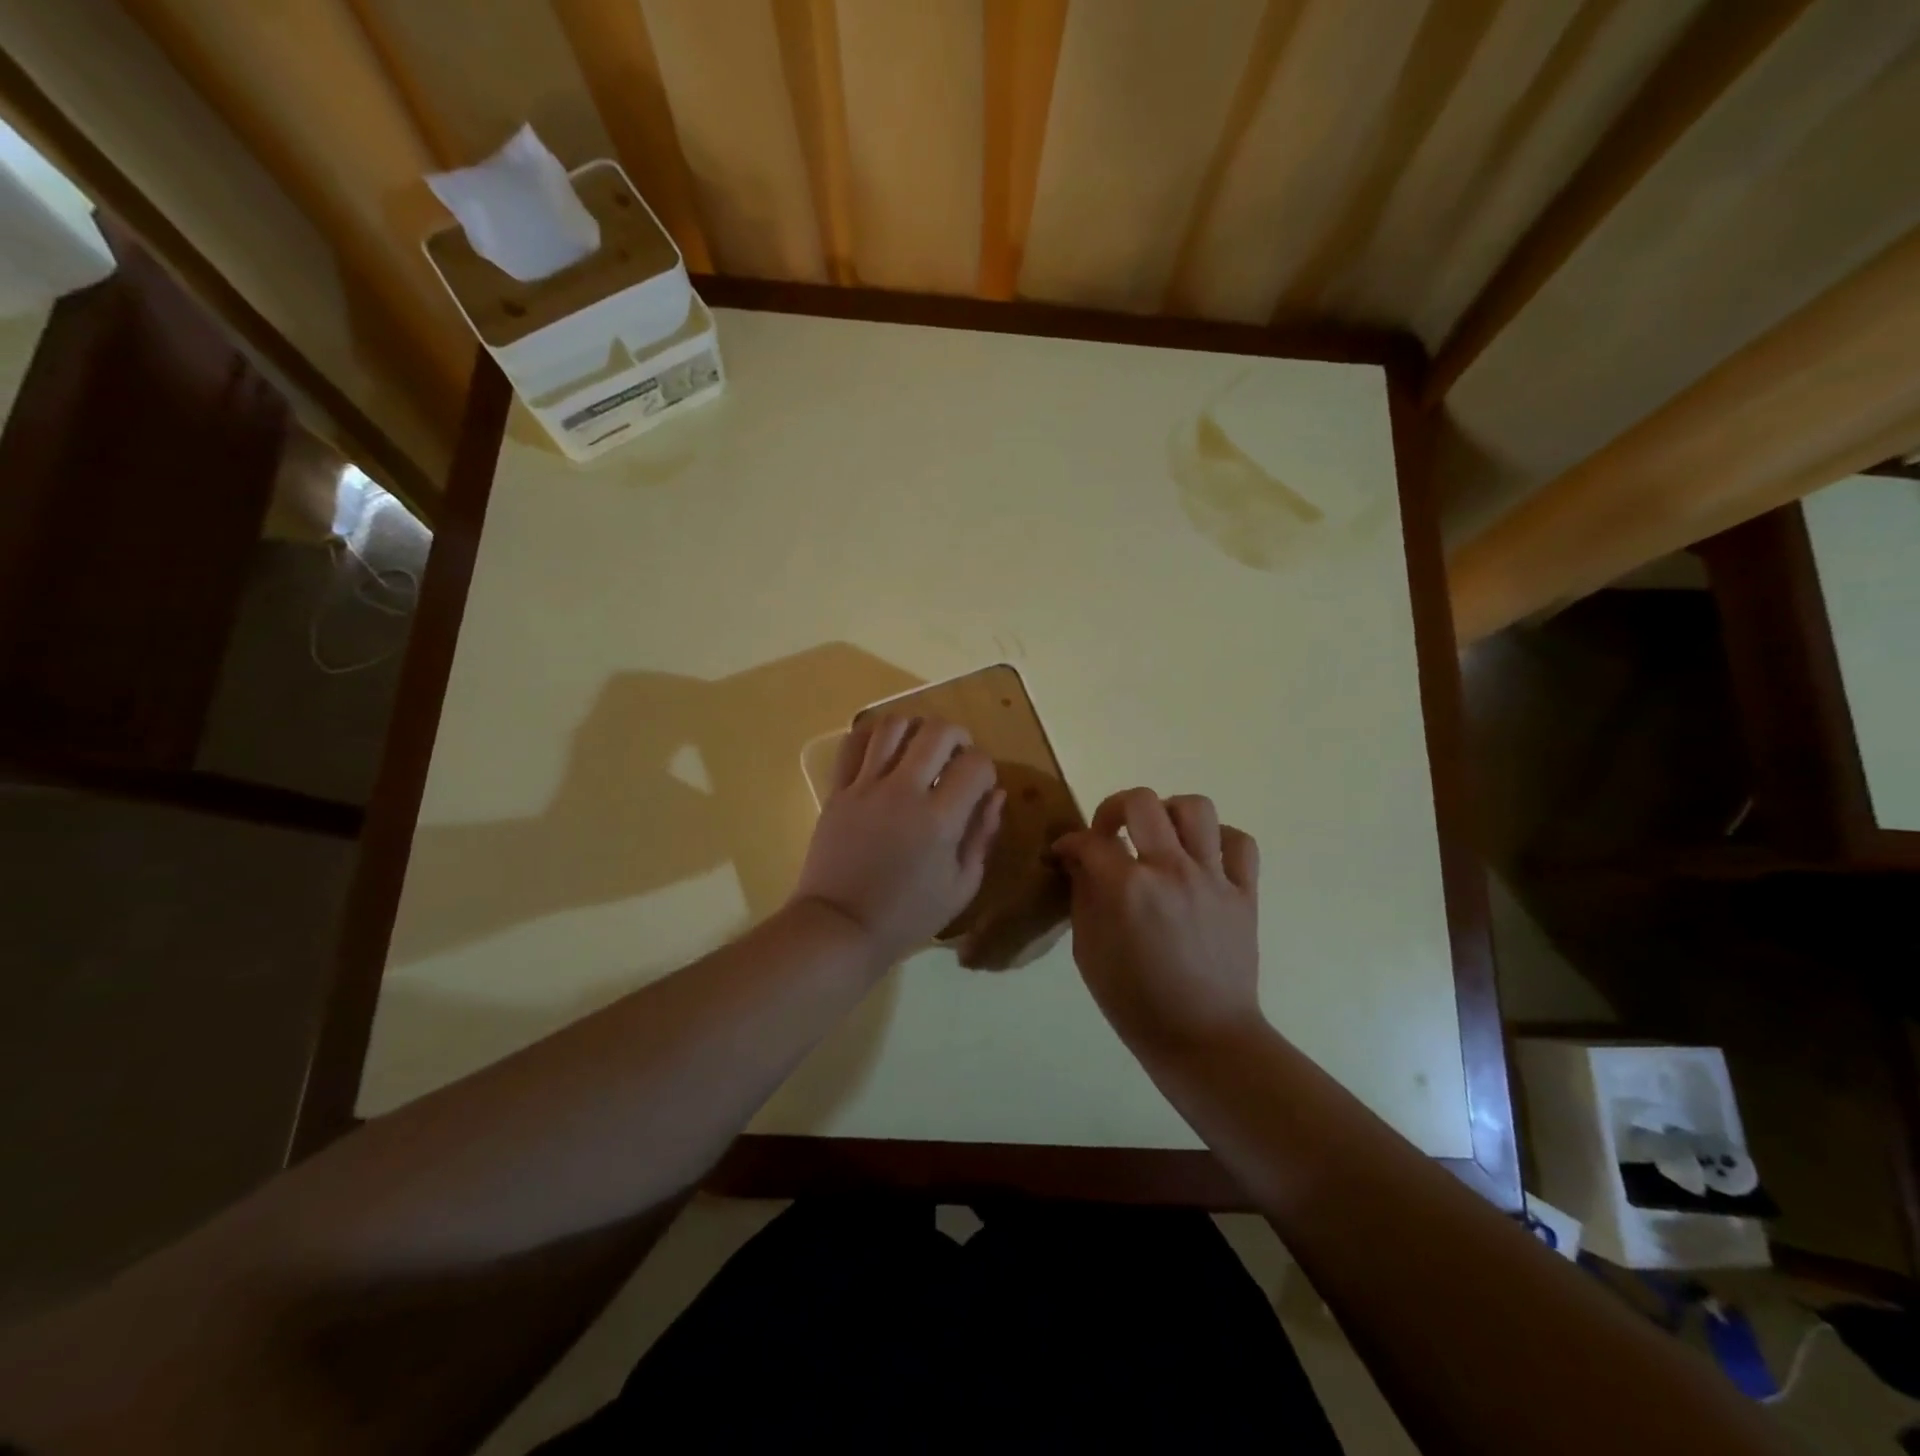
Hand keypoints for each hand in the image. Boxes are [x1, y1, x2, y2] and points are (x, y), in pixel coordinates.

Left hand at [791, 715, 1005, 968]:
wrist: (841, 927)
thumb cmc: (908, 915)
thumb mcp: (961, 886)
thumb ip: (982, 835)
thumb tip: (996, 794)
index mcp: (939, 819)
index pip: (976, 764)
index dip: (986, 768)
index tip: (981, 785)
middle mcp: (903, 792)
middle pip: (937, 731)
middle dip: (958, 735)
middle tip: (957, 754)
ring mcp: (865, 787)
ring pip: (893, 726)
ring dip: (915, 728)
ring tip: (919, 747)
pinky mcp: (837, 790)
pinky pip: (854, 744)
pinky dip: (872, 736)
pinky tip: (883, 750)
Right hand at [1053, 790, 1262, 1054]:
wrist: (1204, 1038)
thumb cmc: (1135, 1002)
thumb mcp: (1088, 951)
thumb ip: (1082, 896)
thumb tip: (1078, 861)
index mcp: (1126, 888)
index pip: (1089, 841)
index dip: (1068, 843)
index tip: (1064, 853)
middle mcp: (1170, 870)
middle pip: (1141, 801)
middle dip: (1113, 808)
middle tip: (1110, 833)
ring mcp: (1212, 878)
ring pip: (1195, 808)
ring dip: (1169, 813)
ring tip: (1160, 837)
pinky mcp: (1245, 892)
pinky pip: (1240, 843)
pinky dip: (1219, 840)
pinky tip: (1202, 857)